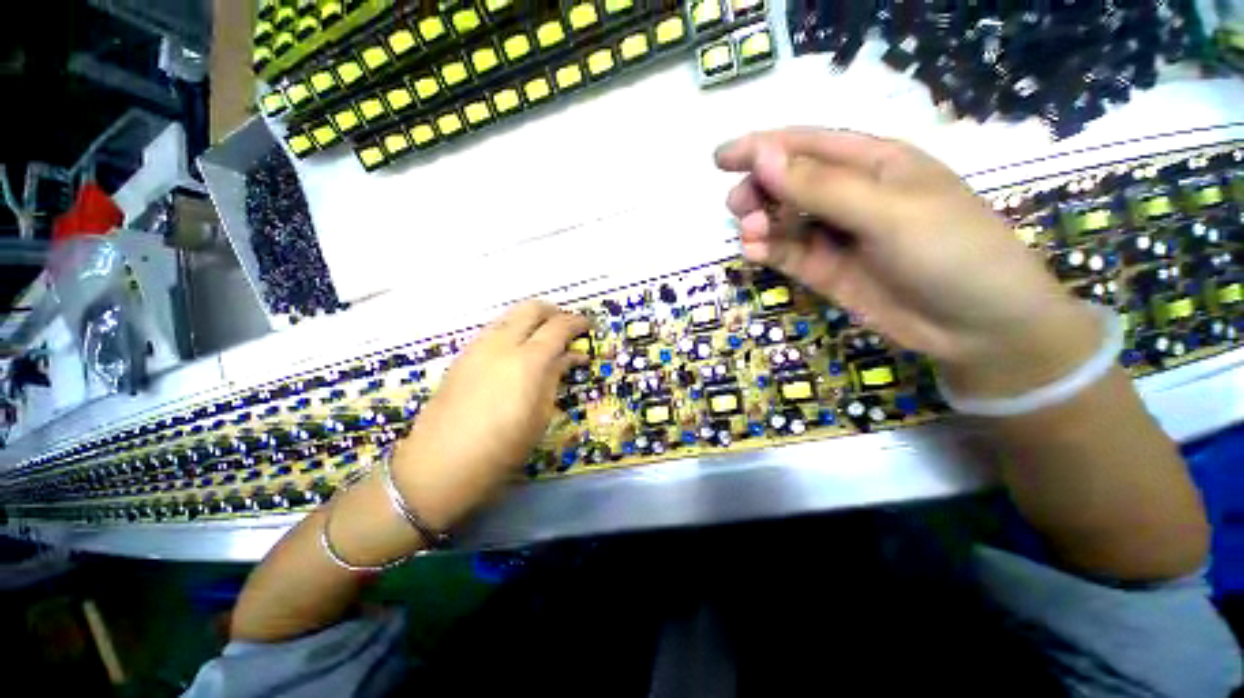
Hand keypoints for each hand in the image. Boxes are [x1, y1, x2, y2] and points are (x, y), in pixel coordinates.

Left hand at [391, 301, 588, 529]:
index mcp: (527, 361)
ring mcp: (478, 347)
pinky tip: (516, 352)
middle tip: (567, 327)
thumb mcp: (540, 415)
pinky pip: (493, 330)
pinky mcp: (462, 355)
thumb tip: (569, 356)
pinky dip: (512, 330)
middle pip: (531, 308)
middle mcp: (501, 344)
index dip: (577, 323)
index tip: (588, 326)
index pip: (558, 327)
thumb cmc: (502, 448)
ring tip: (543, 339)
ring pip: (509, 315)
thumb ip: (554, 377)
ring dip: (531, 320)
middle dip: (554, 312)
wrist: (439, 464)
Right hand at [715, 127, 1102, 398]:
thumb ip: (821, 186)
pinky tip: (754, 252)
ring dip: (760, 223)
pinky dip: (768, 251)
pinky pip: (789, 253)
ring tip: (748, 234)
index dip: (761, 147)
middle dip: (758, 190)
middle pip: (790, 183)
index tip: (719, 159)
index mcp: (874, 163)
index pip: (807, 144)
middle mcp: (851, 195)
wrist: (977, 326)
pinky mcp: (827, 270)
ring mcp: (837, 236)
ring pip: (784, 220)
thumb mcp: (887, 212)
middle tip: (737, 206)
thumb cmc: (950, 252)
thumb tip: (762, 157)